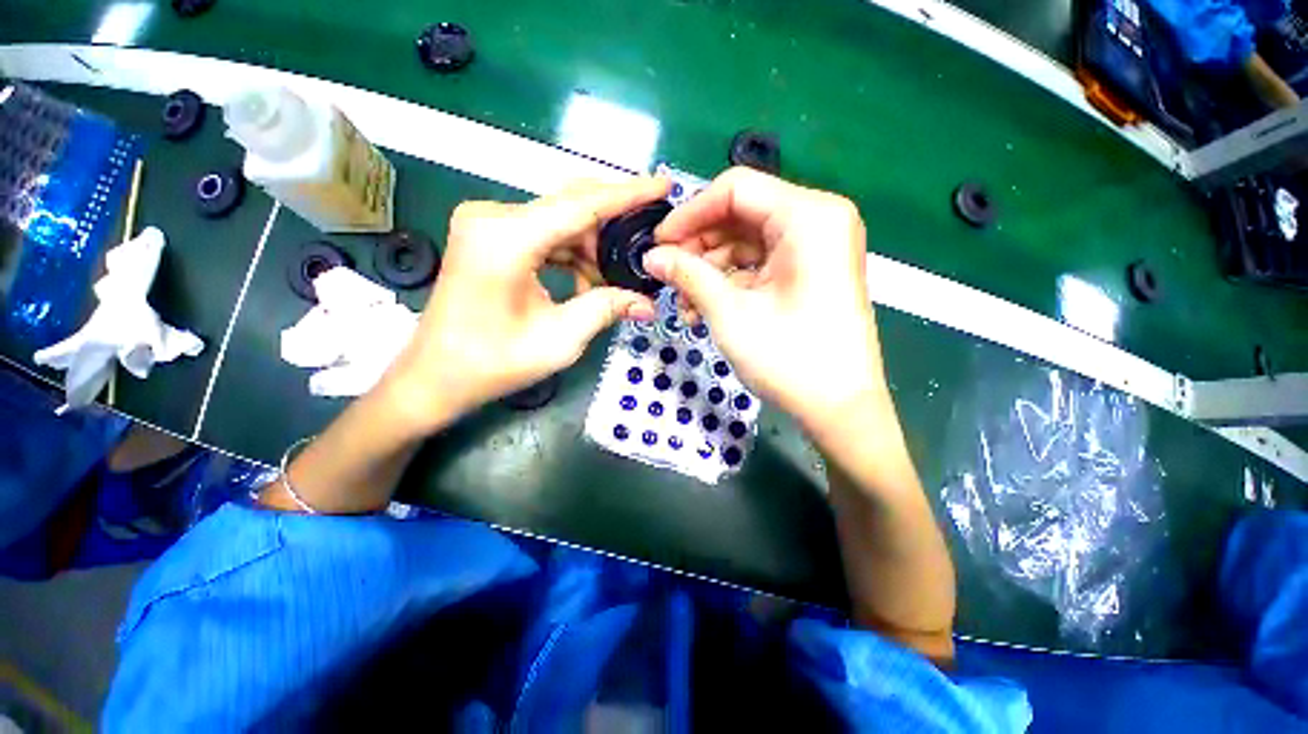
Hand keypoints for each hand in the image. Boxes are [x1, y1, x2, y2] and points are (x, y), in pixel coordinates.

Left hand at [382, 177, 668, 432]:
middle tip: (649, 241)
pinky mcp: (489, 236)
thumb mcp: (561, 339)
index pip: (582, 205)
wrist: (437, 375)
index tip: (663, 185)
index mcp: (508, 238)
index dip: (628, 195)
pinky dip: (570, 253)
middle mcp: (494, 217)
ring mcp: (488, 223)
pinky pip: (543, 233)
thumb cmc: (494, 363)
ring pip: (559, 220)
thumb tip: (648, 303)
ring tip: (616, 278)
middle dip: (614, 224)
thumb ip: (606, 309)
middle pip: (571, 205)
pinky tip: (587, 280)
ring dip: (592, 246)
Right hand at [646, 167, 882, 436]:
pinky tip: (705, 309)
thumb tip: (652, 256)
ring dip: (710, 271)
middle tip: (668, 278)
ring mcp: (816, 248)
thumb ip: (687, 275)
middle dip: (698, 248)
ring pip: (746, 243)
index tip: (658, 244)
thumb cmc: (788, 358)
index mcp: (808, 215)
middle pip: (740, 216)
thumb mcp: (729, 312)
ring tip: (684, 306)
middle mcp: (817, 220)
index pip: (735, 190)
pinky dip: (731, 283)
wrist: (838, 410)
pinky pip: (760, 265)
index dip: (689, 214)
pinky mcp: (810, 273)